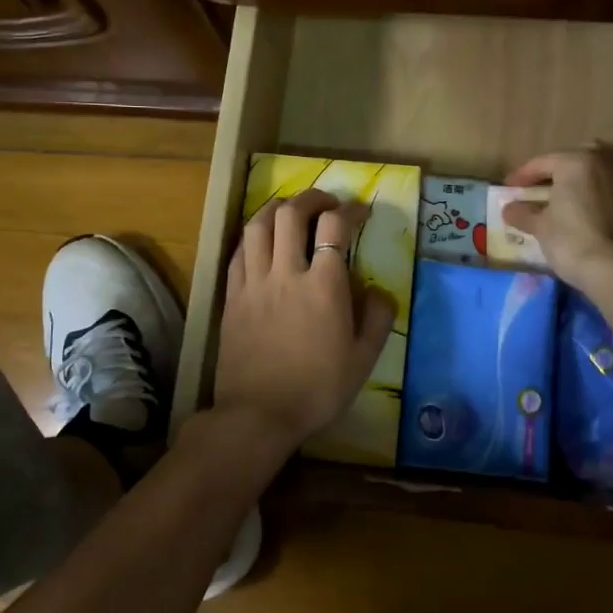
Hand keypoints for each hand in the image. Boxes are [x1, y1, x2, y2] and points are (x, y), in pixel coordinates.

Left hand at [215, 189, 395, 446]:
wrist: (259, 414)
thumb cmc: (318, 389)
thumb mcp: (364, 359)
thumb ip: (378, 318)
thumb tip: (379, 290)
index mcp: (324, 285)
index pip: (335, 226)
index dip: (350, 209)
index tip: (359, 211)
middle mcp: (287, 272)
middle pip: (292, 213)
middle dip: (312, 197)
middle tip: (326, 203)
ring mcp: (254, 282)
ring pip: (258, 225)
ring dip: (276, 207)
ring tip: (290, 209)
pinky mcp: (232, 296)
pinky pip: (239, 252)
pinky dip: (252, 235)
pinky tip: (261, 239)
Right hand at [501, 148, 612, 293]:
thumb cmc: (571, 240)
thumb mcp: (540, 226)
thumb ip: (522, 213)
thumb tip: (509, 209)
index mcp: (576, 161)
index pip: (541, 163)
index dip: (521, 176)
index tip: (508, 189)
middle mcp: (604, 161)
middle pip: (572, 161)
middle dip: (554, 173)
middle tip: (538, 190)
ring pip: (594, 174)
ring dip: (577, 184)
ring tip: (561, 203)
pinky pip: (608, 190)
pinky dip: (594, 196)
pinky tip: (583, 213)